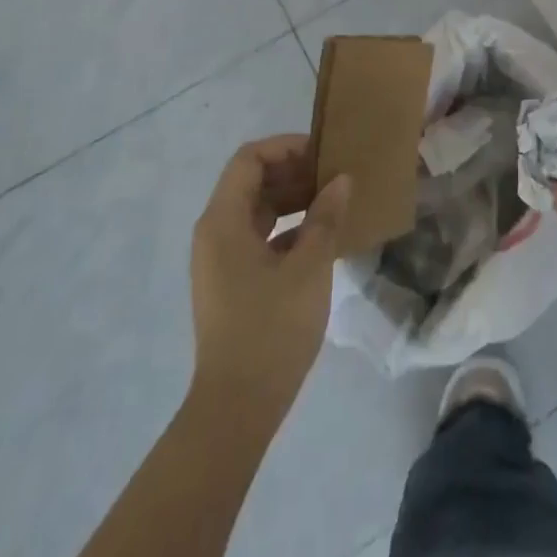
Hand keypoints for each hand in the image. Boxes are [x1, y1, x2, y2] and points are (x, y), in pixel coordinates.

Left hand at [189, 135, 350, 419]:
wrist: (237, 408)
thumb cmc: (271, 329)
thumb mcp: (309, 268)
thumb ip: (325, 218)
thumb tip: (341, 180)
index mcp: (223, 221)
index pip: (249, 159)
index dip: (286, 147)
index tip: (323, 155)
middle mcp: (215, 232)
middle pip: (251, 181)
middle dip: (293, 173)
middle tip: (334, 177)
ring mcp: (220, 259)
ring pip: (256, 210)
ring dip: (293, 200)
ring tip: (333, 203)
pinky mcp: (231, 282)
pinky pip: (258, 237)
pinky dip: (287, 229)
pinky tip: (320, 239)